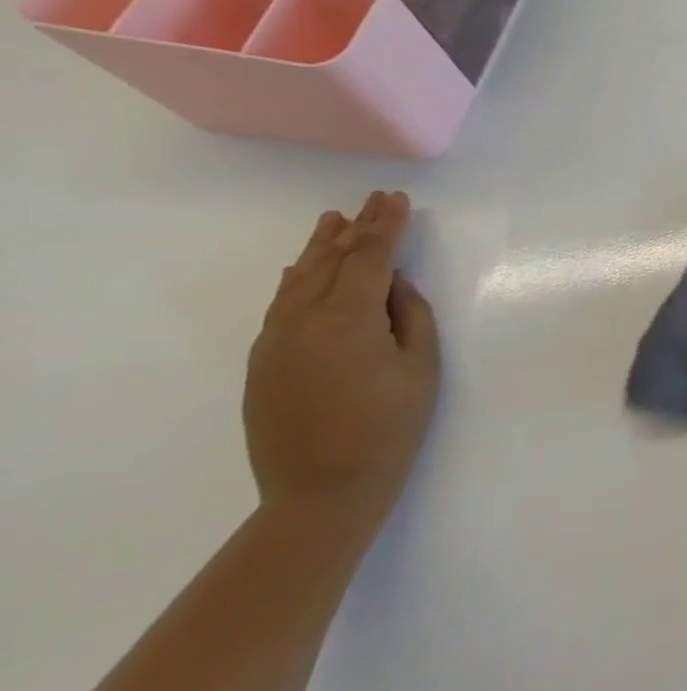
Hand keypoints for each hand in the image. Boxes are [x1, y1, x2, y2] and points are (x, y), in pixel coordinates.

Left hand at [243, 192, 440, 534]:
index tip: (396, 199)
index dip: (385, 225)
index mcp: (347, 318)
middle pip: (330, 262)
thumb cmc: (390, 425)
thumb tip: (392, 285)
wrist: (322, 491)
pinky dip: (298, 280)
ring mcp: (275, 343)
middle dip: (355, 229)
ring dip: (319, 249)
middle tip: (371, 201)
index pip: (369, 257)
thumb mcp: (420, 365)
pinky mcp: (263, 364)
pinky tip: (303, 270)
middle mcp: (302, 321)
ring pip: (298, 281)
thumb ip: (409, 314)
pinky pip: (281, 306)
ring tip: (332, 221)